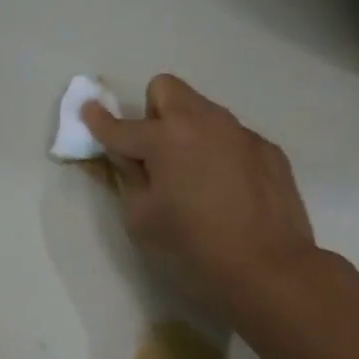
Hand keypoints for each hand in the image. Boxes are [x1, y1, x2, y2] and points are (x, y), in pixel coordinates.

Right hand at [82, 75, 319, 318]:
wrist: (270, 270)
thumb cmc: (193, 249)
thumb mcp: (141, 220)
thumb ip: (129, 178)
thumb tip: (129, 156)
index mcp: (166, 138)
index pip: (122, 125)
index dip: (99, 120)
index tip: (88, 111)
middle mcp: (204, 122)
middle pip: (166, 89)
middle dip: (152, 112)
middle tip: (154, 152)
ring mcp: (241, 132)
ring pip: (203, 111)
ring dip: (188, 131)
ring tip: (194, 176)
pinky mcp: (268, 150)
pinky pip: (232, 137)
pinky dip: (220, 153)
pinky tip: (228, 191)